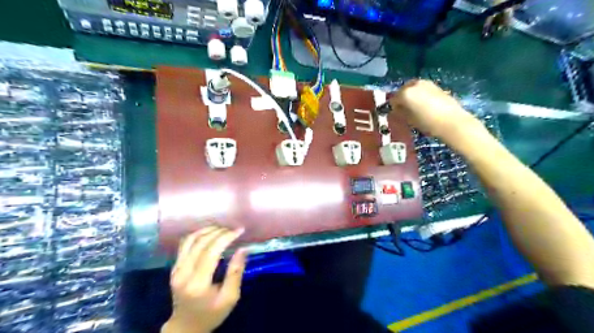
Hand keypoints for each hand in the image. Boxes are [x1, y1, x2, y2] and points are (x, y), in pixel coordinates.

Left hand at [161, 226, 246, 332]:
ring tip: (223, 229)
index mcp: (198, 284)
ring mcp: (176, 270)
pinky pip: (185, 244)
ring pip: (191, 240)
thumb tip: (243, 249)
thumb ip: (236, 272)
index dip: (226, 237)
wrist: (185, 327)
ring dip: (208, 230)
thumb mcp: (230, 298)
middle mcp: (183, 274)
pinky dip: (198, 234)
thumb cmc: (211, 314)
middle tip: (234, 229)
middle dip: (219, 232)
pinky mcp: (174, 268)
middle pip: (201, 243)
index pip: (211, 252)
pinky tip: (209, 233)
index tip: (240, 230)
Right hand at [391, 80, 481, 139]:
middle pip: (403, 91)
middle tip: (404, 110)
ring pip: (413, 88)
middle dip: (402, 99)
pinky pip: (423, 89)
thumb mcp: (409, 120)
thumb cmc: (427, 122)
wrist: (452, 121)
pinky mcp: (436, 86)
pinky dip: (420, 95)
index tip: (395, 114)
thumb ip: (400, 113)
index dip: (393, 108)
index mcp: (405, 93)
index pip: (393, 100)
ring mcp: (426, 83)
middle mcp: (414, 84)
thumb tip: (396, 110)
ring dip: (412, 96)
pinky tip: (424, 105)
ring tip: (414, 107)